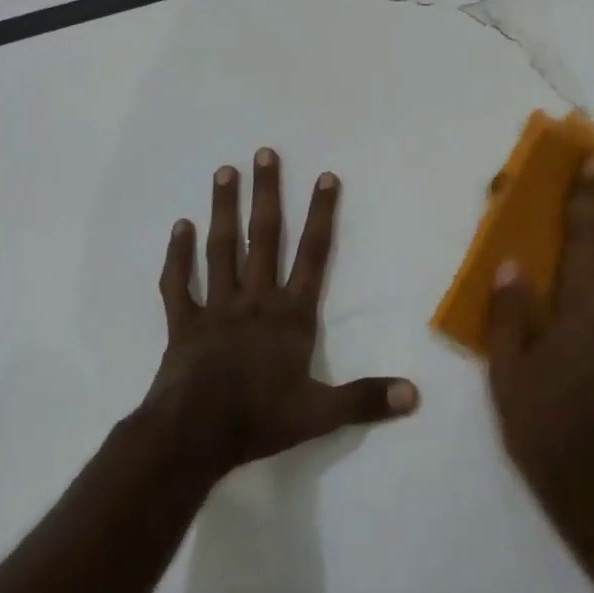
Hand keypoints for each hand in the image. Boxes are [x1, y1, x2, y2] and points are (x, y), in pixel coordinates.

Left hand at [143, 148, 418, 480]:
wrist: (192, 439)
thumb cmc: (259, 420)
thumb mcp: (320, 414)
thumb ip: (366, 399)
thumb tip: (415, 394)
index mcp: (290, 315)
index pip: (313, 254)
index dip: (322, 215)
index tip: (325, 176)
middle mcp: (256, 299)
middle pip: (264, 237)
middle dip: (267, 194)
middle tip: (264, 153)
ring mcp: (217, 307)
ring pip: (222, 249)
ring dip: (224, 209)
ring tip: (224, 171)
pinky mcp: (183, 323)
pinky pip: (179, 284)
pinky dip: (178, 256)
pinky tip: (179, 226)